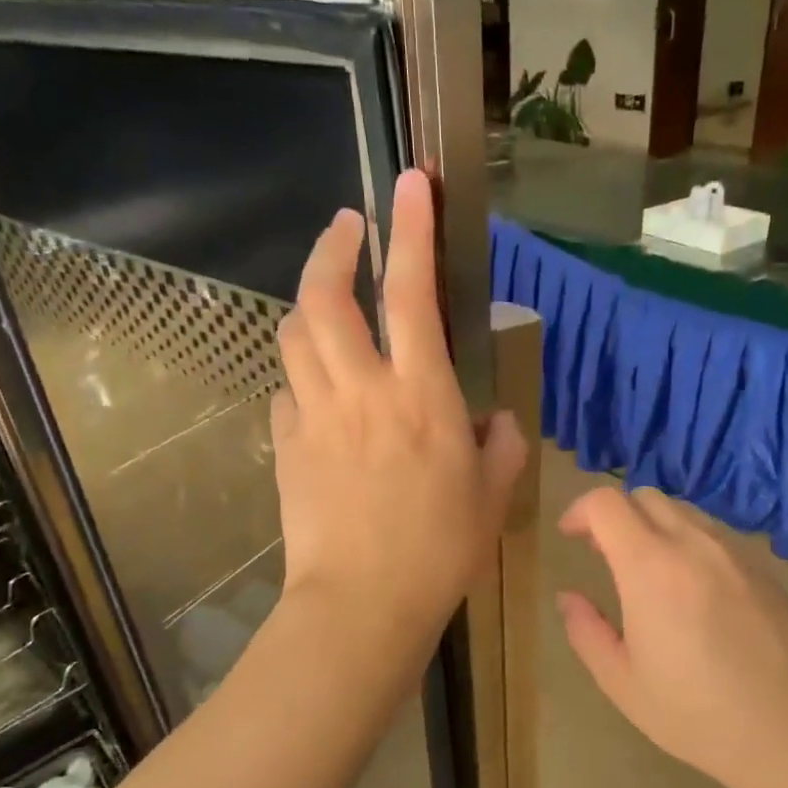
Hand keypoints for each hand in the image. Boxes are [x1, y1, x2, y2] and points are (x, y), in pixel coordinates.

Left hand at [272, 169, 525, 651]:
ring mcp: (316, 415)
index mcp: (423, 395)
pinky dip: (300, 374)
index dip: (411, 230)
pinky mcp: (287, 446)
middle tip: (347, 229)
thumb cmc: (439, 551)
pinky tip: (316, 388)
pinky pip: (287, 390)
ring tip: (327, 302)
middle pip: (327, 296)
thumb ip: (501, 447)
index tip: (409, 182)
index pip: (413, 292)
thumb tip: (493, 421)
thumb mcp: (492, 497)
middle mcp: (363, 390)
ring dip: (309, 302)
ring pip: (294, 334)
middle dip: (334, 248)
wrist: (362, 604)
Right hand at [557, 487, 787, 787]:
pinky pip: (715, 535)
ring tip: (647, 569)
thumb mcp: (624, 683)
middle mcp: (694, 545)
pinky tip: (692, 589)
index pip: (608, 503)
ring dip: (654, 526)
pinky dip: (688, 542)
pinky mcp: (764, 570)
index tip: (569, 536)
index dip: (580, 510)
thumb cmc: (698, 714)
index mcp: (651, 568)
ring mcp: (735, 553)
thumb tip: (568, 598)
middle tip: (603, 552)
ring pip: (685, 512)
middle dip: (615, 514)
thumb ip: (587, 632)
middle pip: (646, 497)